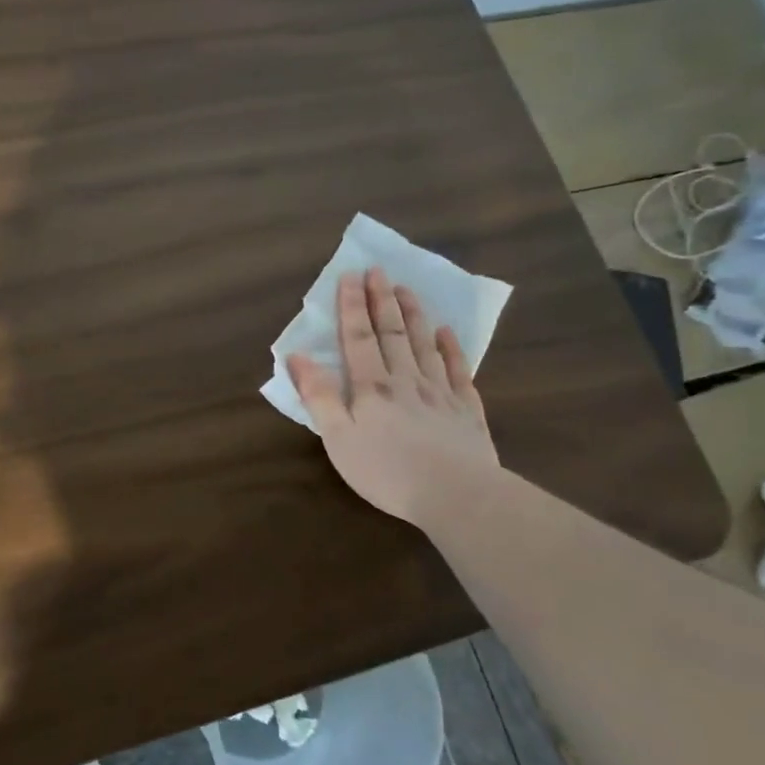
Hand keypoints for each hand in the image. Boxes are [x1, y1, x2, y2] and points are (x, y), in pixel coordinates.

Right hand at [287, 267, 496, 525]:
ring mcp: (440, 392)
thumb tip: (297, 356)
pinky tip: (446, 333)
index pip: (358, 337)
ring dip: (413, 315)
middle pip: (392, 333)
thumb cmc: (386, 471)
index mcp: (371, 387)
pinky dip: (451, 348)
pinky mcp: (467, 410)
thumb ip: (319, 396)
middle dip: (381, 300)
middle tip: (378, 270)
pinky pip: (458, 370)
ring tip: (406, 289)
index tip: (350, 275)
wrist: (456, 494)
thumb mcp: (338, 439)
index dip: (352, 306)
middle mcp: (406, 379)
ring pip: (424, 344)